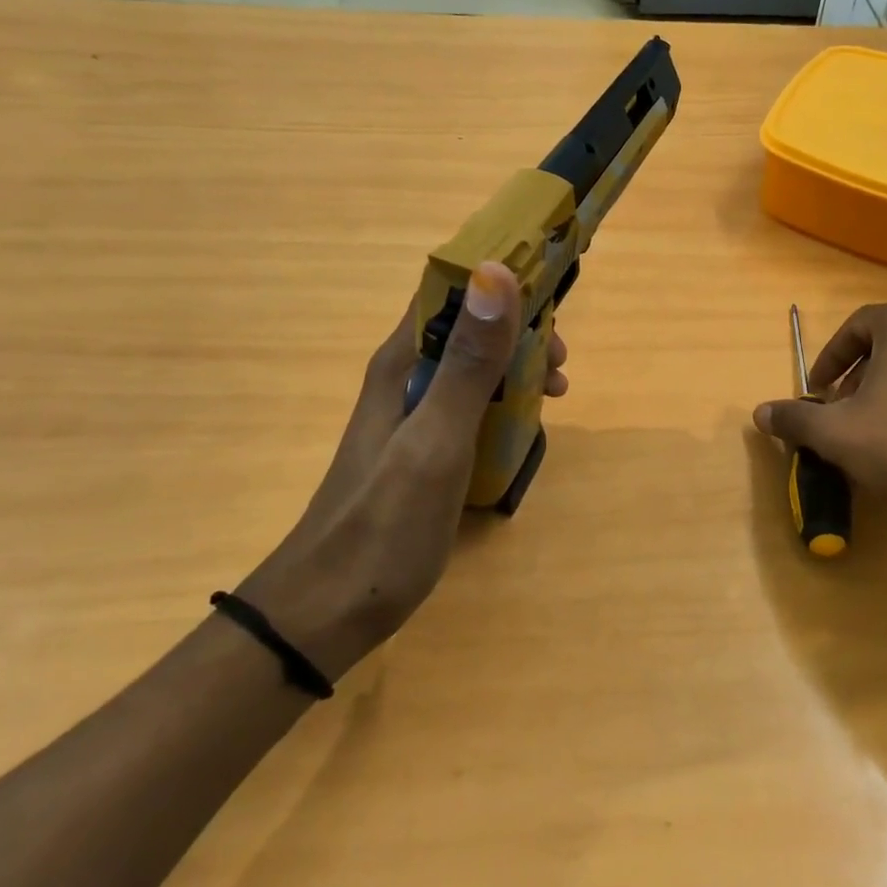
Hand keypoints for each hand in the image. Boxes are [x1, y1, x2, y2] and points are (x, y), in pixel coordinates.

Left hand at [239, 262, 567, 676]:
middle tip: (560, 368)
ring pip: (472, 368)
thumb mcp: (436, 443)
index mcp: (401, 364)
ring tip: (555, 395)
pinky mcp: (420, 451)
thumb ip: (468, 364)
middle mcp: (403, 380)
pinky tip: (524, 429)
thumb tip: (496, 273)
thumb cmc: (383, 528)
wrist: (325, 613)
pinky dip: (503, 405)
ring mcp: (411, 418)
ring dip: (516, 369)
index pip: (450, 292)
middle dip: (520, 333)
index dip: (502, 284)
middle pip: (467, 329)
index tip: (553, 302)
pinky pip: (470, 406)